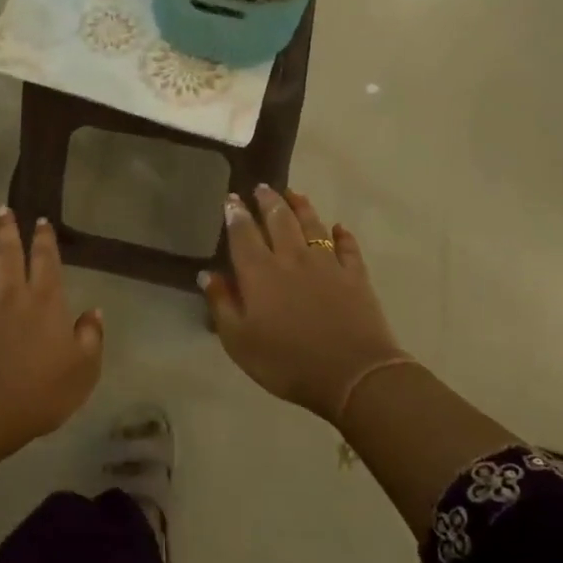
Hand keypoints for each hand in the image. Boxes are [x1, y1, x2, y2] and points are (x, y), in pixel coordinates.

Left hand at [0, 205, 103, 442]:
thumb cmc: (40, 393)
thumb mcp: (83, 370)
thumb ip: (91, 337)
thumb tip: (94, 311)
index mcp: (46, 301)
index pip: (46, 261)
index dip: (44, 239)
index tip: (41, 221)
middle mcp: (12, 292)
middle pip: (8, 252)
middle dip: (7, 228)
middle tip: (2, 208)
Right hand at [203, 186, 408, 422]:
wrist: (352, 374)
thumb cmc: (286, 362)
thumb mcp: (239, 342)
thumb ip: (222, 304)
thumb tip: (208, 274)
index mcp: (259, 272)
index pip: (243, 234)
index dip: (236, 214)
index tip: (232, 198)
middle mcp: (291, 258)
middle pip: (279, 220)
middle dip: (268, 201)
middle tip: (261, 187)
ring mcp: (327, 264)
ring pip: (312, 225)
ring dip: (301, 207)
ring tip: (293, 194)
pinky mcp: (355, 275)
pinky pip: (347, 247)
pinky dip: (342, 235)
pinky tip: (338, 228)